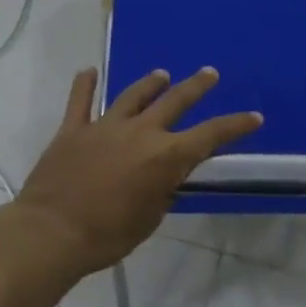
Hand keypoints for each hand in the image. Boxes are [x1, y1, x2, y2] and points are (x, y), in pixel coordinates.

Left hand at [16, 67, 261, 273]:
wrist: (52, 233)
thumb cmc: (108, 235)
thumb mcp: (150, 218)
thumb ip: (162, 190)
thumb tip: (165, 177)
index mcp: (166, 156)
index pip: (211, 135)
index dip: (235, 125)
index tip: (254, 117)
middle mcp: (140, 132)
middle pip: (175, 101)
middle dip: (196, 86)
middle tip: (209, 74)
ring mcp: (105, 126)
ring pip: (133, 95)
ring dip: (150, 83)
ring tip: (161, 74)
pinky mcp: (73, 129)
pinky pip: (80, 101)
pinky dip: (85, 85)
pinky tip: (88, 71)